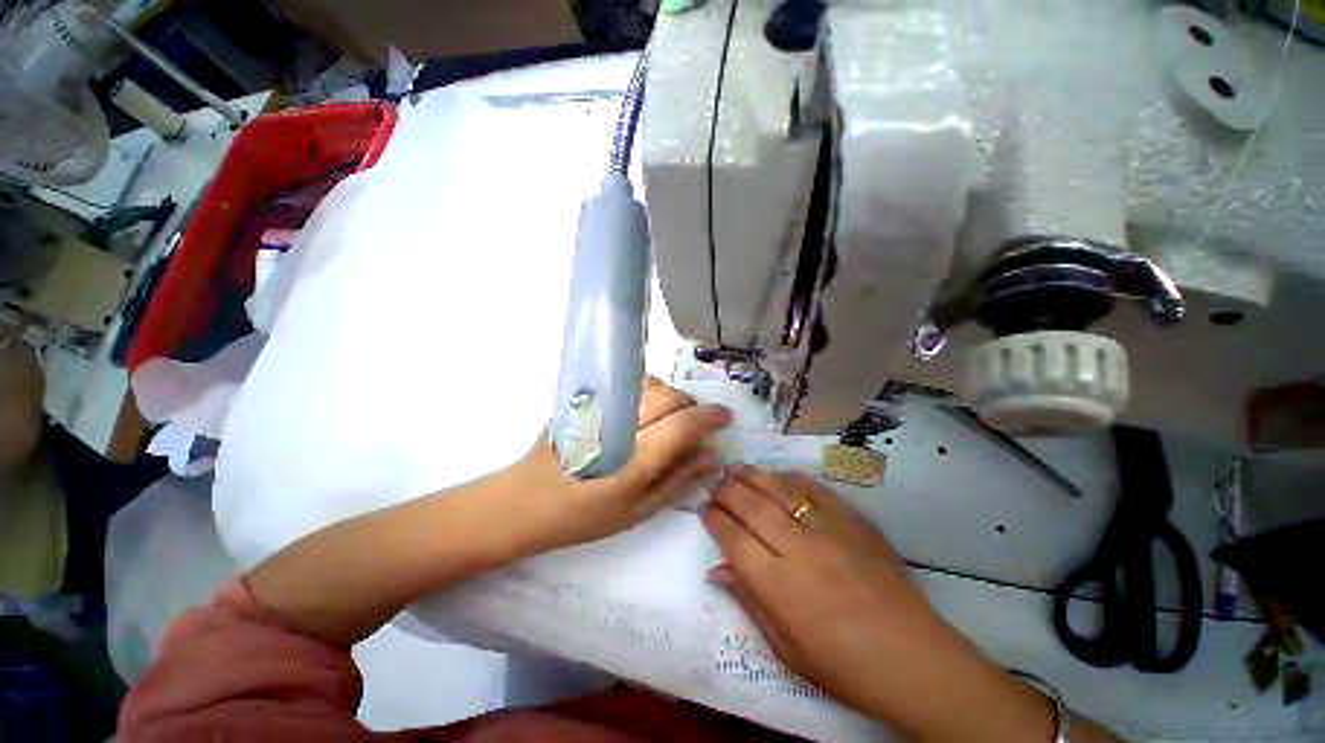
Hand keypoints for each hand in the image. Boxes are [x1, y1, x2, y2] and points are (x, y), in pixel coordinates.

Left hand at [498, 377, 731, 554]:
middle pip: (669, 397)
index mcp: (632, 462)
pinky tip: (643, 408)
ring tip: (669, 416)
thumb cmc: (584, 516)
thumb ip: (678, 481)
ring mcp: (598, 408)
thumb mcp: (638, 512)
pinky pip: (627, 382)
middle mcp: (618, 427)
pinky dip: (647, 389)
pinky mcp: (585, 399)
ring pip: (650, 384)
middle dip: (692, 406)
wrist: (526, 501)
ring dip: (670, 396)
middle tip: (695, 424)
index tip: (725, 417)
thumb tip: (712, 457)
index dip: (710, 417)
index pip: (682, 425)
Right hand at [702, 467, 1054, 739]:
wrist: (913, 659)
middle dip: (727, 490)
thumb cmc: (843, 666)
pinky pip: (815, 489)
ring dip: (753, 476)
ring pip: (779, 490)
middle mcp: (798, 548)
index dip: (715, 519)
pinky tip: (779, 474)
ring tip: (736, 468)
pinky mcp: (853, 521)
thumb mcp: (786, 648)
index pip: (734, 538)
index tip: (704, 508)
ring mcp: (828, 530)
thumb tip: (716, 571)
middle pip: (752, 506)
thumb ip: (749, 601)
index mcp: (778, 585)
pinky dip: (792, 478)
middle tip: (714, 484)